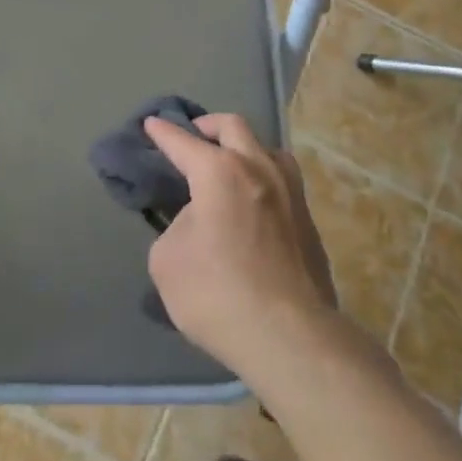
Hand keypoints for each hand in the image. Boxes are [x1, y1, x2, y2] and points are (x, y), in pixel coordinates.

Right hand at [144, 113, 336, 374]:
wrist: (289, 336)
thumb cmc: (217, 294)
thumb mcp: (168, 261)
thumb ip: (177, 227)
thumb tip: (197, 223)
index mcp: (220, 172)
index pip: (183, 142)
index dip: (163, 132)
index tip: (152, 124)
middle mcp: (259, 169)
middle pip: (233, 127)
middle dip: (208, 125)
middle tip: (193, 136)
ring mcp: (291, 193)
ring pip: (268, 149)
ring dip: (244, 148)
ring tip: (231, 165)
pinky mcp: (309, 222)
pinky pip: (283, 183)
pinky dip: (262, 179)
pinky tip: (255, 203)